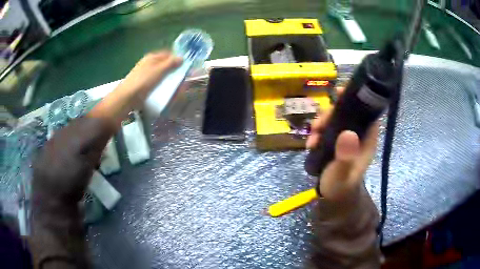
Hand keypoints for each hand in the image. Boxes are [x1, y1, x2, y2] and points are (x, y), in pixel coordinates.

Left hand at [118, 51, 182, 108]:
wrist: (127, 97)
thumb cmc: (143, 81)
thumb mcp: (159, 70)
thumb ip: (171, 63)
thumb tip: (182, 58)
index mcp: (152, 57)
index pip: (168, 54)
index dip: (177, 59)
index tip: (184, 68)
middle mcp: (148, 64)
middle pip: (165, 65)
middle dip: (173, 72)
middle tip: (180, 80)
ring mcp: (145, 74)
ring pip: (161, 75)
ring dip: (168, 81)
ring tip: (174, 89)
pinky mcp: (143, 84)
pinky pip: (156, 83)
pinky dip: (161, 87)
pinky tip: (164, 92)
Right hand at [306, 88, 378, 201]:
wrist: (332, 198)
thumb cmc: (340, 186)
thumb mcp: (342, 173)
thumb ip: (345, 156)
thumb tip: (348, 133)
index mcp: (367, 140)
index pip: (367, 112)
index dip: (356, 100)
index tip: (339, 92)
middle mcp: (359, 136)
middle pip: (347, 114)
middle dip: (331, 114)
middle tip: (318, 124)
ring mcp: (347, 139)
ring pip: (336, 121)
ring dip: (322, 124)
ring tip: (311, 137)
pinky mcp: (336, 143)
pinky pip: (328, 130)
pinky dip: (318, 133)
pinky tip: (310, 143)